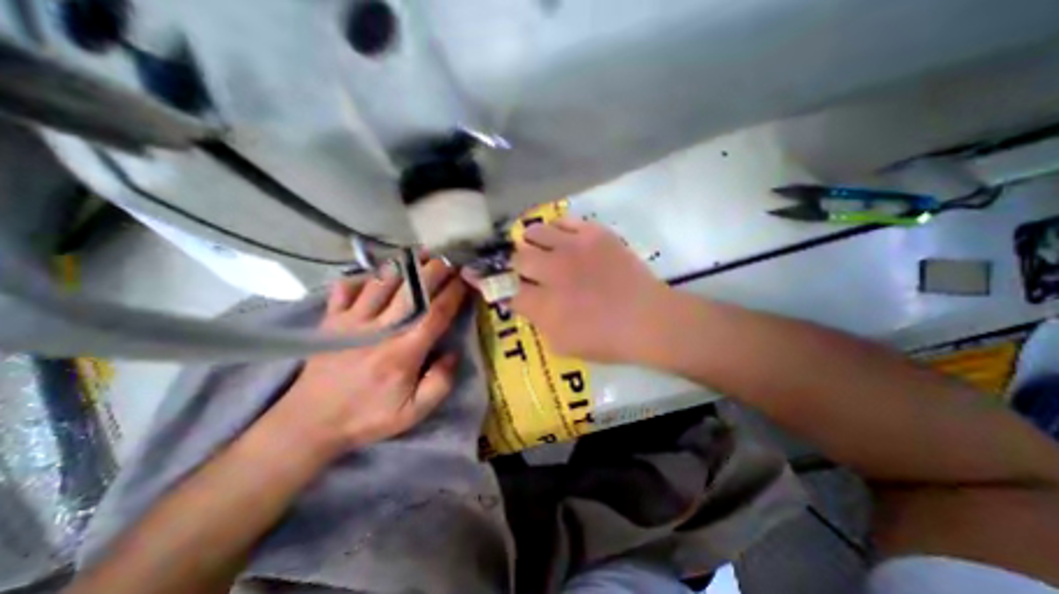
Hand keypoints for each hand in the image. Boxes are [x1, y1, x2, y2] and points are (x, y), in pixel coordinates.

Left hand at [271, 257, 467, 457]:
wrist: (309, 424)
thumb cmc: (367, 416)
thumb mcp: (413, 412)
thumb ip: (440, 383)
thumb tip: (452, 353)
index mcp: (403, 352)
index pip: (435, 314)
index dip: (454, 293)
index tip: (467, 279)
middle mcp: (379, 330)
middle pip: (412, 291)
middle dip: (434, 270)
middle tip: (450, 258)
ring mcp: (351, 321)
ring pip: (381, 282)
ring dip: (404, 265)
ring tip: (421, 254)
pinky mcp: (331, 320)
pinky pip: (346, 288)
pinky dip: (361, 276)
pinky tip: (376, 273)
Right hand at [506, 219, 669, 362]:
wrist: (647, 319)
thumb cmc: (605, 340)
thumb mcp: (562, 345)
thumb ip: (537, 322)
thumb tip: (525, 301)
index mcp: (543, 304)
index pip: (507, 290)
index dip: (497, 286)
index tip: (496, 284)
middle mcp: (552, 271)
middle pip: (517, 257)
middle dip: (515, 265)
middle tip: (525, 269)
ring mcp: (573, 247)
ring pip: (534, 231)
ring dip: (532, 242)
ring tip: (541, 249)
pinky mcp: (594, 234)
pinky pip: (563, 221)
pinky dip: (557, 230)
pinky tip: (562, 239)